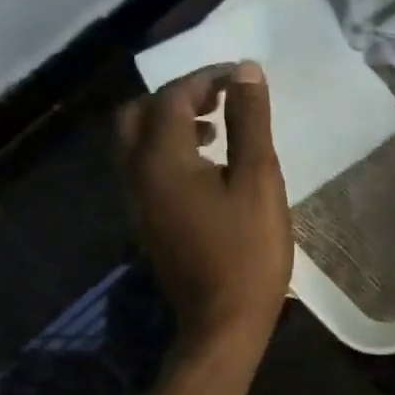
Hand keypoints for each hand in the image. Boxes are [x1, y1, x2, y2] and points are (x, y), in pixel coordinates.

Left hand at [117, 62, 292, 353]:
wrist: (223, 323)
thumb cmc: (248, 250)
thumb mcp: (259, 179)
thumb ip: (249, 121)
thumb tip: (246, 71)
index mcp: (162, 159)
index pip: (173, 97)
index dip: (207, 78)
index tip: (243, 77)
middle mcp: (136, 174)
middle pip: (138, 113)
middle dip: (178, 95)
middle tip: (220, 96)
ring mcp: (136, 200)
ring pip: (136, 140)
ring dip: (171, 121)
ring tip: (218, 124)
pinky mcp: (146, 220)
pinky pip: (144, 165)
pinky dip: (168, 147)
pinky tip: (208, 163)